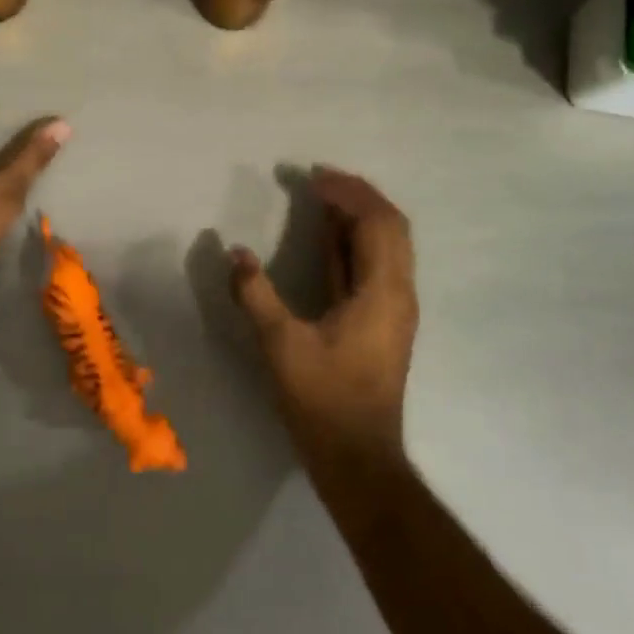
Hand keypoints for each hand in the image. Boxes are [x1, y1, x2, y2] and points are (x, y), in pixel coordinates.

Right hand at [229, 167, 418, 467]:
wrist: (358, 456)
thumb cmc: (323, 400)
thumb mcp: (281, 345)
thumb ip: (256, 295)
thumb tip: (236, 253)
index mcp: (382, 291)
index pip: (377, 222)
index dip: (348, 193)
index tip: (313, 177)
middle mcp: (398, 292)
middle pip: (391, 226)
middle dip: (358, 196)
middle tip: (319, 180)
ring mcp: (393, 308)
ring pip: (387, 245)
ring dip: (358, 216)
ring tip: (322, 197)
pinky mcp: (382, 321)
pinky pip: (374, 265)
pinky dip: (353, 242)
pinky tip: (328, 236)